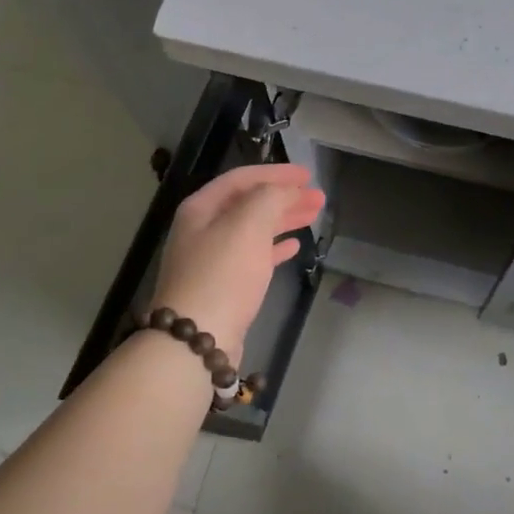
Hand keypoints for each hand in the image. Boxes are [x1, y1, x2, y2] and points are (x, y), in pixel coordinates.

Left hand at [152, 164, 324, 365]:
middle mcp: (203, 229)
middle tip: (317, 196)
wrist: (196, 340)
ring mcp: (212, 259)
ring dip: (284, 220)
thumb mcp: (248, 224)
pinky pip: (253, 257)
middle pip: (249, 203)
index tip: (308, 174)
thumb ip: (270, 197)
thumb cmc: (222, 274)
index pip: (242, 178)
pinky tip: (293, 246)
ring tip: (314, 215)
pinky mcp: (224, 286)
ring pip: (254, 229)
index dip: (276, 173)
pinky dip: (274, 248)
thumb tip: (286, 190)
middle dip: (284, 197)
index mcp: (201, 208)